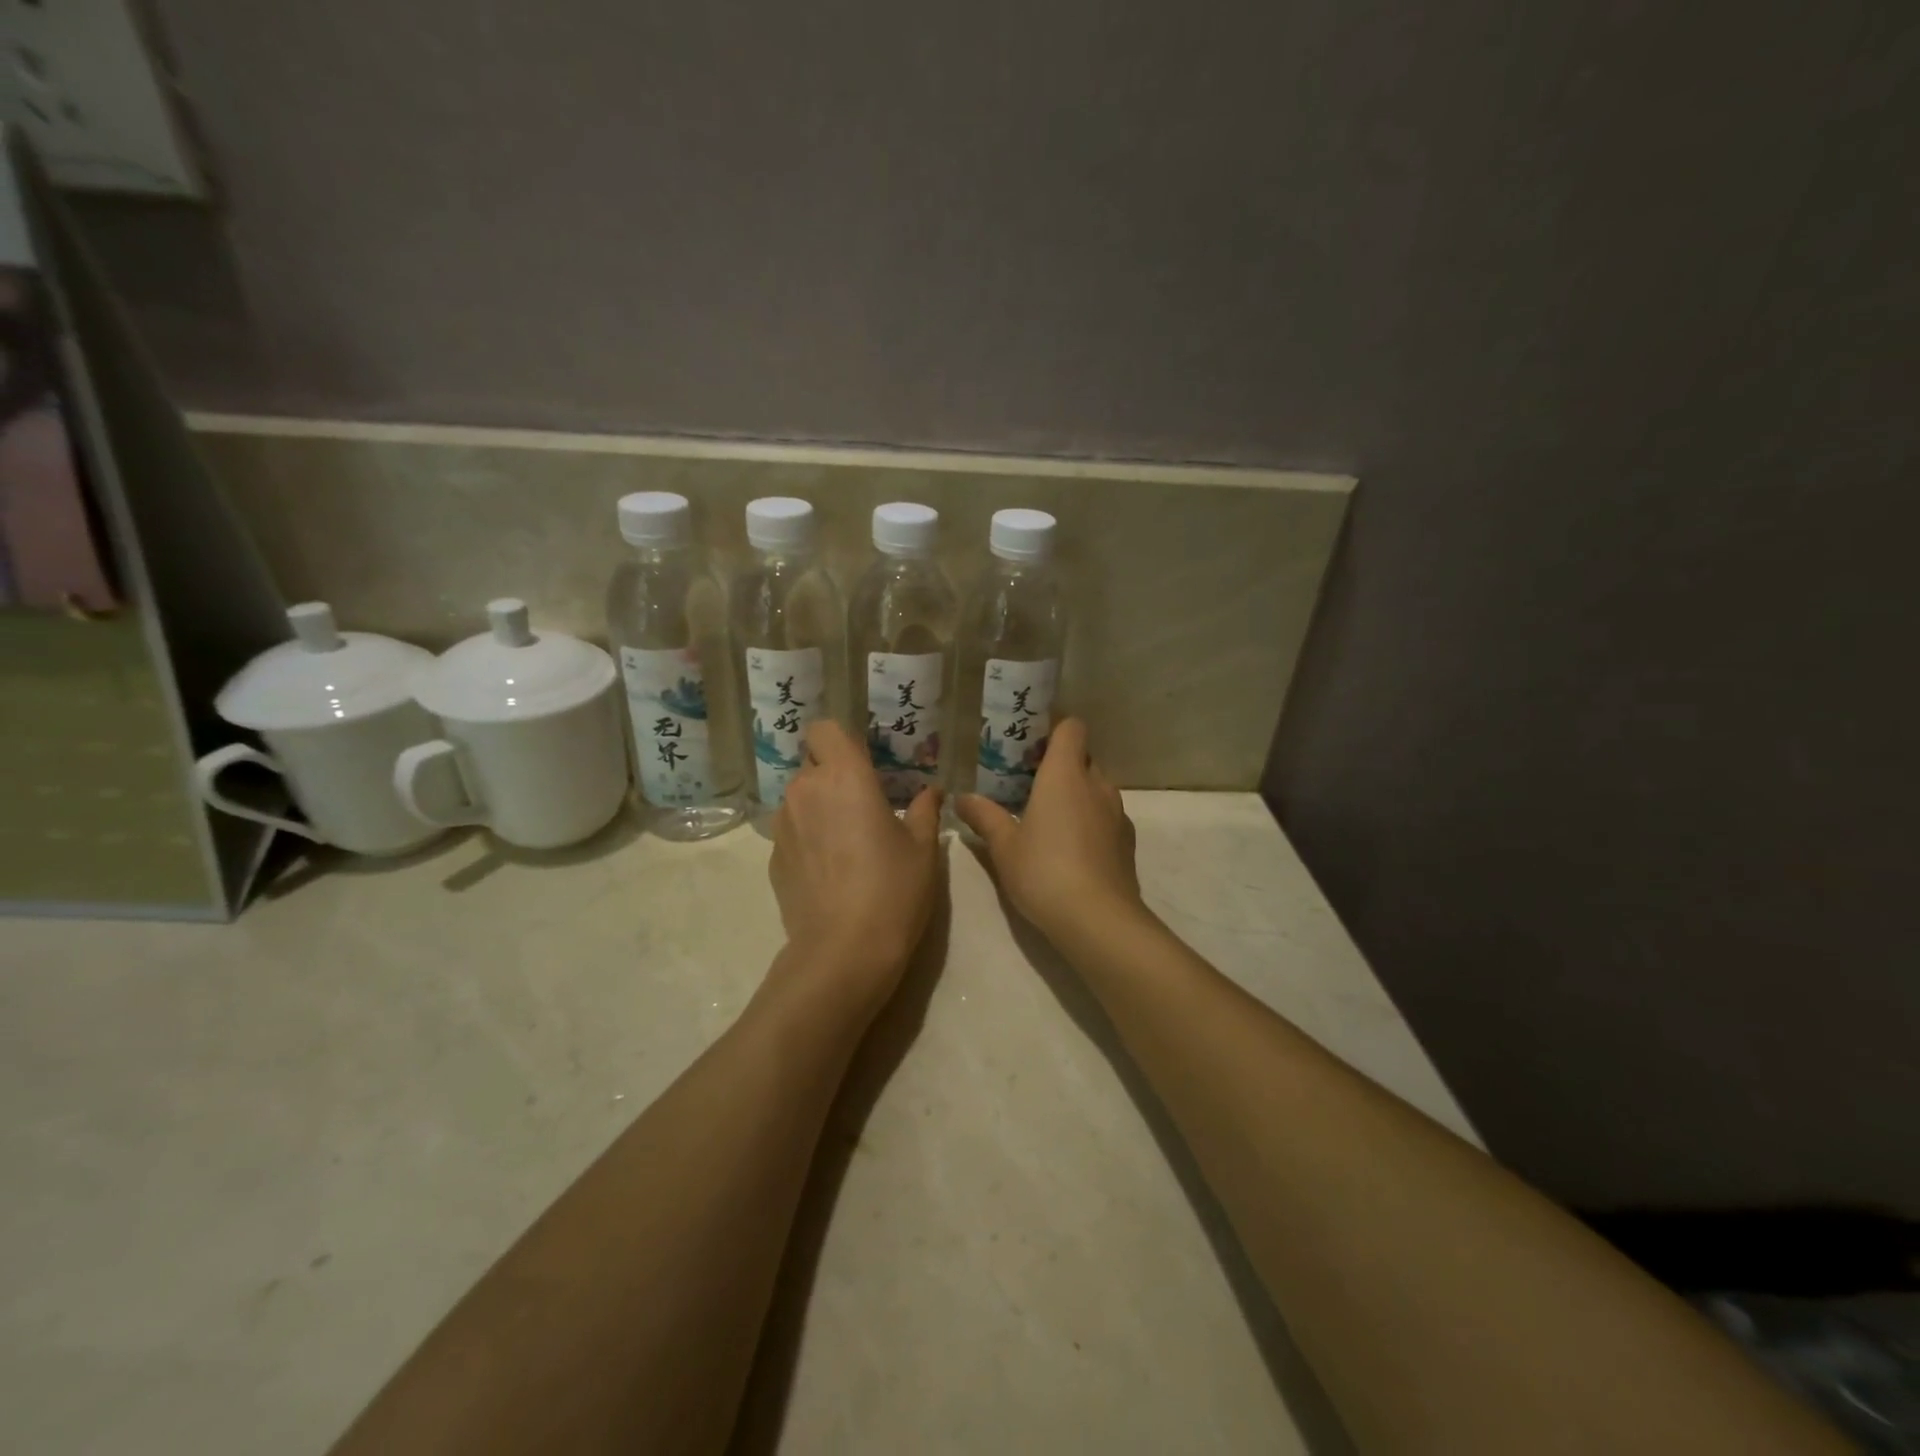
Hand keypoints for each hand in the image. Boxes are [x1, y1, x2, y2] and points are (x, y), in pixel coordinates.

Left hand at [767, 719, 943, 1012]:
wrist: (844, 951)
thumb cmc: (893, 889)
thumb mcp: (922, 848)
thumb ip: (924, 809)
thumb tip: (931, 791)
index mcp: (844, 776)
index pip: (824, 729)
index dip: (840, 741)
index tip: (863, 763)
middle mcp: (805, 790)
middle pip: (812, 763)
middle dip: (833, 775)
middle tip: (862, 805)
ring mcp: (783, 825)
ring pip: (799, 798)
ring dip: (819, 807)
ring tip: (846, 842)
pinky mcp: (772, 858)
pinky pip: (791, 831)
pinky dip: (807, 838)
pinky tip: (829, 870)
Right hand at [954, 719, 1142, 945]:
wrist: (1099, 919)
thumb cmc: (1044, 872)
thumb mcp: (1004, 846)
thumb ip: (984, 817)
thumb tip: (962, 798)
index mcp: (1065, 774)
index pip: (1072, 727)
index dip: (1055, 729)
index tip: (1031, 745)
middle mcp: (1096, 784)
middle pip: (1083, 757)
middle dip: (1061, 765)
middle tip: (1030, 785)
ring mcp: (1117, 813)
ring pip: (1097, 788)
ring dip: (1077, 795)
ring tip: (1049, 819)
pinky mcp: (1127, 841)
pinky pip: (1107, 816)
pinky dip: (1091, 821)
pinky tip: (1072, 849)